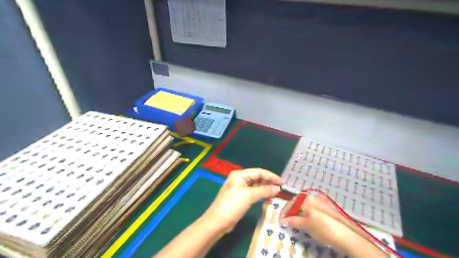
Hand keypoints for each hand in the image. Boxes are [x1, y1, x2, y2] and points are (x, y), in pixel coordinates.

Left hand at [201, 168, 280, 231]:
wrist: (217, 222)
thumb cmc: (232, 205)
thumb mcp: (249, 196)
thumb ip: (264, 191)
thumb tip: (277, 188)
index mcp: (240, 175)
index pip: (258, 172)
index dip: (271, 176)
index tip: (282, 182)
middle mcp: (239, 179)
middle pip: (257, 177)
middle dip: (269, 182)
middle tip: (281, 188)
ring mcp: (239, 188)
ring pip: (256, 185)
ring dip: (265, 188)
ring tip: (277, 193)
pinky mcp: (240, 197)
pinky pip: (253, 192)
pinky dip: (261, 194)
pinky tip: (268, 197)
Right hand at [277, 194, 355, 247]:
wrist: (346, 235)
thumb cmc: (323, 228)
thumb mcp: (305, 225)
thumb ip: (292, 221)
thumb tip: (283, 220)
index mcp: (306, 198)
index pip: (291, 203)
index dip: (284, 212)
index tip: (281, 221)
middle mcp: (313, 196)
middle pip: (298, 203)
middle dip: (292, 212)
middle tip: (288, 221)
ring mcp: (321, 201)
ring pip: (305, 205)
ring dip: (299, 213)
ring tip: (297, 222)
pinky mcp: (327, 207)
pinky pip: (312, 208)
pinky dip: (307, 214)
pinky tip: (308, 221)